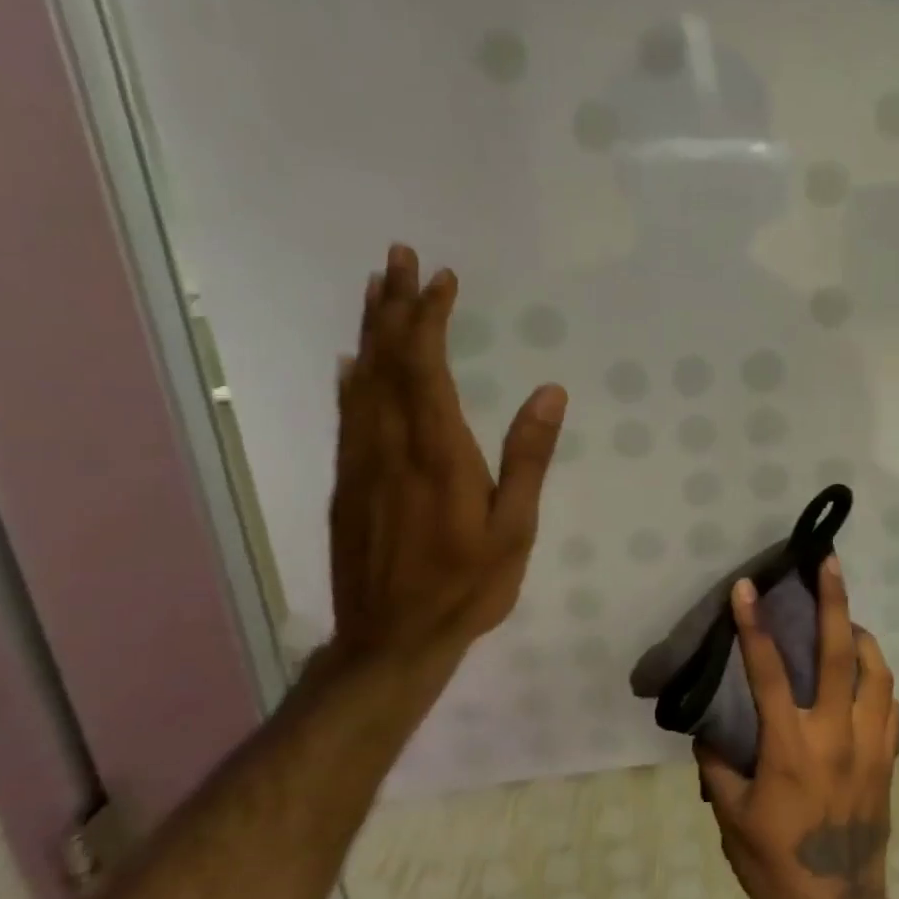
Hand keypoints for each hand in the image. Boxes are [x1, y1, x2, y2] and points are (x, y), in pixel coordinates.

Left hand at [328, 244, 566, 666]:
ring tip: (377, 290)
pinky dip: (353, 378)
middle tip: (399, 257)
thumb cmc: (467, 586)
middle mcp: (391, 446)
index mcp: (437, 453)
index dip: (430, 318)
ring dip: (370, 331)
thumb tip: (550, 391)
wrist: (390, 641)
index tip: (442, 279)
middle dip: (393, 305)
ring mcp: (362, 463)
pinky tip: (354, 362)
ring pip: (360, 381)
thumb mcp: (514, 527)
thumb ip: (529, 457)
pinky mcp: (348, 484)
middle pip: (385, 361)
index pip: (426, 367)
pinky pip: (348, 414)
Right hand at [695, 559, 898, 898]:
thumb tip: (709, 727)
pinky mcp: (888, 757)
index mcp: (790, 747)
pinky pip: (889, 702)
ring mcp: (869, 744)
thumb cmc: (776, 866)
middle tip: (829, 562)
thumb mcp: (731, 817)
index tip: (747, 587)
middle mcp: (835, 734)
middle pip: (840, 653)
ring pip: (877, 670)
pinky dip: (877, 674)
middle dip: (834, 601)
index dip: (755, 626)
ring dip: (862, 634)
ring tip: (846, 619)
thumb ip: (718, 764)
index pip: (769, 672)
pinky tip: (863, 670)